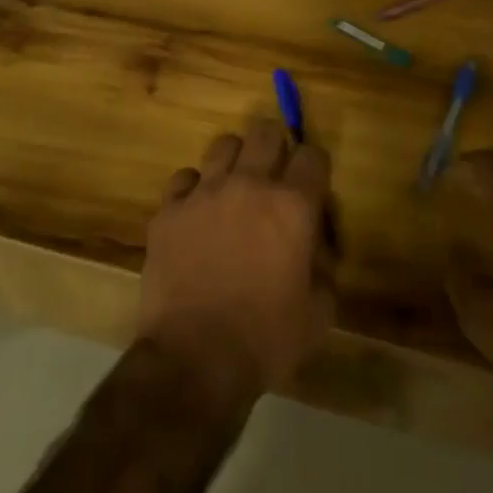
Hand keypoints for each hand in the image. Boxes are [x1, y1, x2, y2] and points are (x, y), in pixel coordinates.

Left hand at [139, 119, 336, 409]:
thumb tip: (315, 246)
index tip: (312, 184)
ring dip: (236, 161)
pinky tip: (197, 212)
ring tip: (235, 188)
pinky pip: (184, 178)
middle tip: (275, 175)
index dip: (316, 167)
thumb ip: (323, 268)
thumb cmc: (266, 340)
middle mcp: (249, 185)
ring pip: (224, 144)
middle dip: (277, 147)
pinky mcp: (169, 209)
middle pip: (266, 132)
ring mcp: (204, 193)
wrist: (194, 360)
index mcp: (292, 207)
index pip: (313, 156)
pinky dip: (195, 189)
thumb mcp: (318, 314)